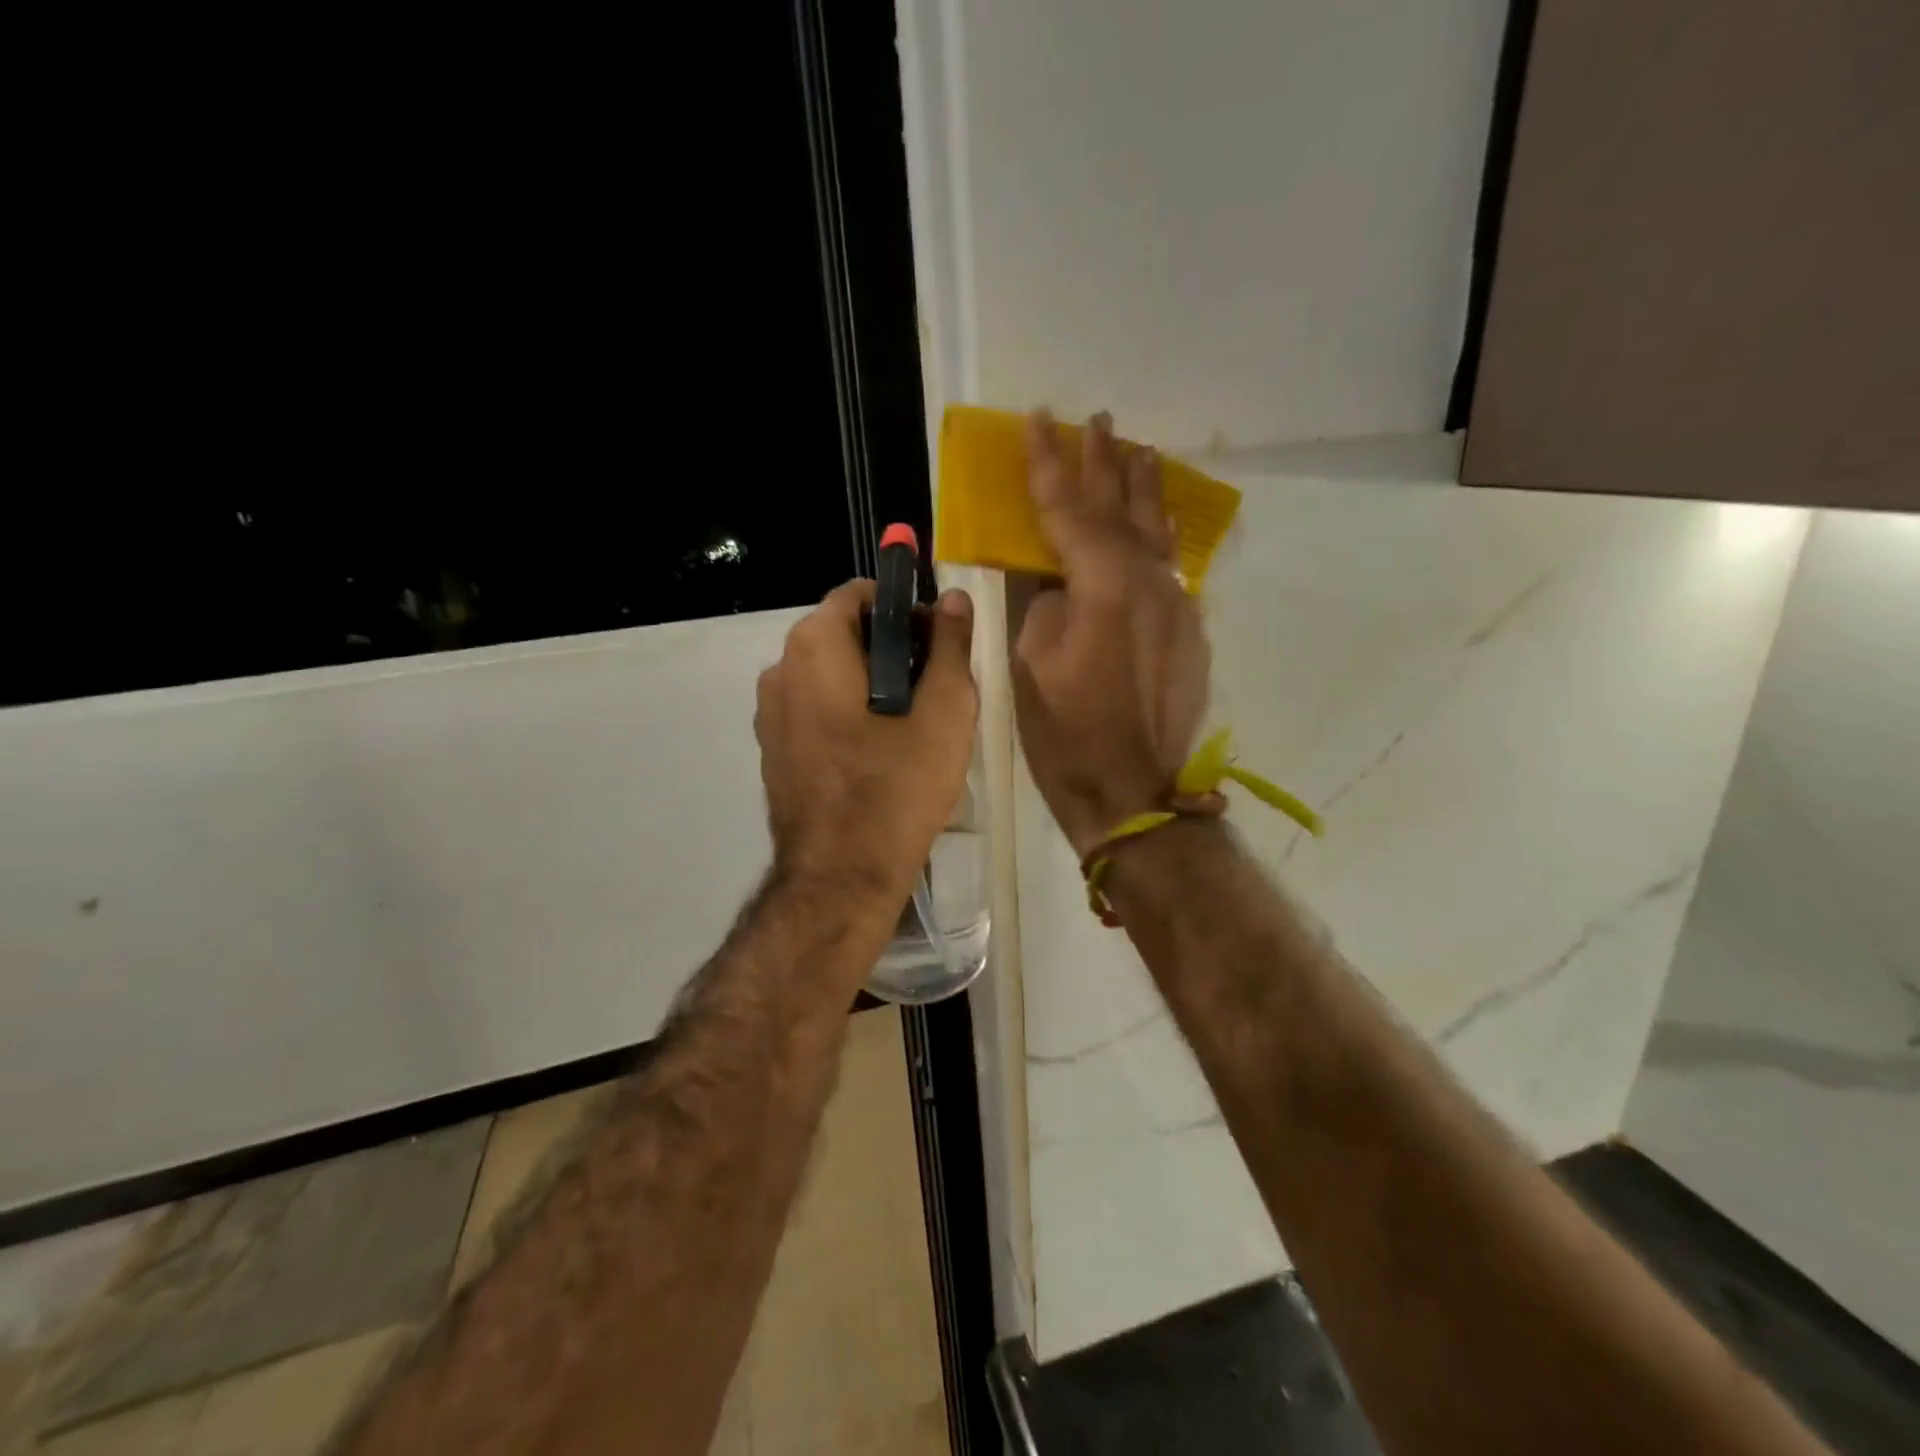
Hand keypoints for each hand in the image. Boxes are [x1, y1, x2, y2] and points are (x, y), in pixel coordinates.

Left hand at [756, 579, 977, 900]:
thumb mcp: (944, 712)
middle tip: (935, 690)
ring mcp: (769, 714)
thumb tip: (955, 599)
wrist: (842, 878)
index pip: (861, 595)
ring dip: (871, 685)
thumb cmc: (897, 787)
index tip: (939, 645)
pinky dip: (847, 715)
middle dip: (892, 650)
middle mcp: (778, 670)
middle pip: (844, 635)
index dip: (906, 610)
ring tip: (913, 727)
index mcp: (814, 647)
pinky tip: (879, 755)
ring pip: (830, 676)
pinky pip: (816, 711)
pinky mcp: (772, 751)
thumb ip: (951, 646)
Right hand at [1013, 410, 1210, 858]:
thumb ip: (1045, 606)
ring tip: (1138, 452)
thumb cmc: (1066, 734)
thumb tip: (1059, 582)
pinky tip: (1149, 530)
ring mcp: (1177, 607)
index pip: (1070, 510)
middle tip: (1098, 420)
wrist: (1131, 790)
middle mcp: (1150, 584)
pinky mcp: (1189, 633)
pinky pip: (1168, 571)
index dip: (1049, 464)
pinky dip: (1154, 540)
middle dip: (1106, 462)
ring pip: (1157, 534)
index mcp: (1103, 588)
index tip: (1039, 418)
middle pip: (1123, 509)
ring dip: (1143, 490)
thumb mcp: (1030, 665)